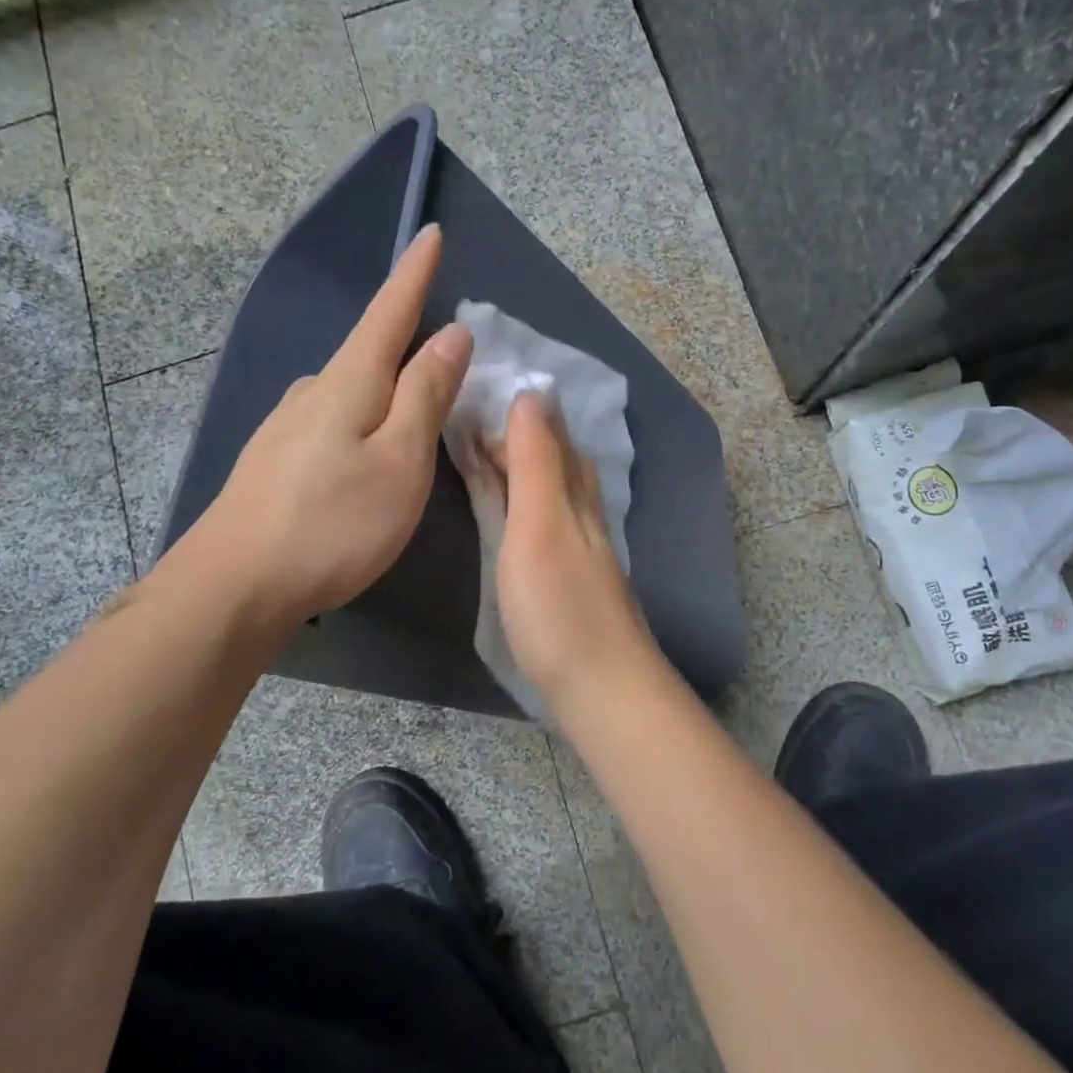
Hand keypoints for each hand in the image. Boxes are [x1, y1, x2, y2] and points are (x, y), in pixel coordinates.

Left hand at [163, 225, 471, 636]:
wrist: (233, 585)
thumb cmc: (332, 524)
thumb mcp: (400, 460)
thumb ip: (426, 395)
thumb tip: (453, 333)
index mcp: (350, 382)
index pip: (390, 311)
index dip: (414, 273)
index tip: (430, 231)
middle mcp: (314, 391)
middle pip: (370, 351)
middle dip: (407, 340)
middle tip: (448, 352)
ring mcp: (287, 426)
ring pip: (350, 389)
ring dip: (386, 386)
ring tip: (416, 407)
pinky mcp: (276, 460)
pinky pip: (333, 420)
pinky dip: (363, 419)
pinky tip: (366, 449)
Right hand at [494, 392, 657, 711]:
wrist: (601, 688)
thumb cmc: (560, 606)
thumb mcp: (541, 524)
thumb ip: (535, 462)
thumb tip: (533, 393)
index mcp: (573, 492)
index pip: (548, 432)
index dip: (518, 407)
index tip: (479, 384)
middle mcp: (580, 511)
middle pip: (552, 457)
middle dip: (517, 431)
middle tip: (471, 414)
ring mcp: (576, 547)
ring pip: (549, 488)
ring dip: (519, 464)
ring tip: (485, 450)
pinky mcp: (565, 578)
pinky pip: (541, 520)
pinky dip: (522, 501)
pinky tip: (515, 510)